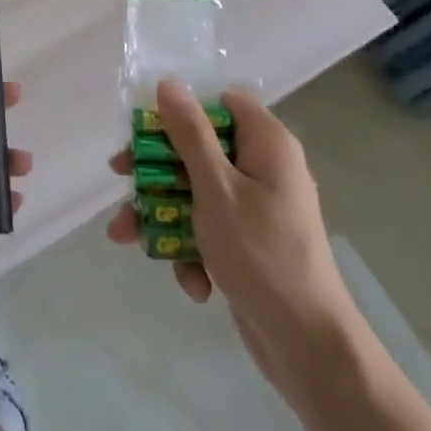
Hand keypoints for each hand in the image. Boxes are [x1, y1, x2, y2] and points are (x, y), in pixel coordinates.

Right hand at [108, 79, 356, 400]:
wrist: (308, 346)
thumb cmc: (261, 254)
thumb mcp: (216, 188)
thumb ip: (190, 134)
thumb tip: (170, 83)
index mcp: (267, 144)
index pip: (220, 103)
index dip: (182, 111)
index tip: (145, 130)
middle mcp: (264, 168)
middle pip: (199, 148)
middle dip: (156, 171)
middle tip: (121, 178)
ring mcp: (256, 207)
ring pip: (195, 191)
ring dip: (163, 215)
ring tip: (128, 239)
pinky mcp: (248, 241)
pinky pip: (208, 228)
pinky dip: (192, 249)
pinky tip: (190, 281)